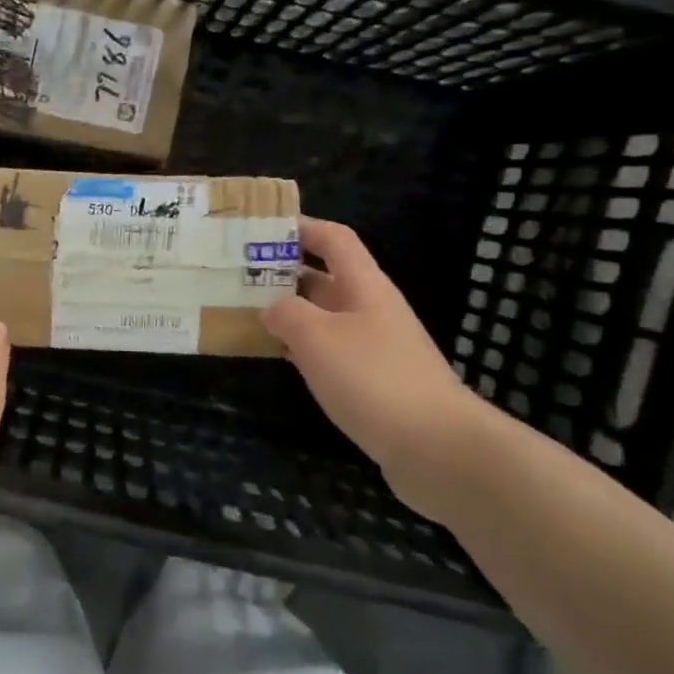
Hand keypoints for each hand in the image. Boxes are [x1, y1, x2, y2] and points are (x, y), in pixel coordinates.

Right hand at [263, 217, 493, 516]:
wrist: (435, 446)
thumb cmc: (373, 378)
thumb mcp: (317, 337)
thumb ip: (287, 313)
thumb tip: (272, 308)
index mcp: (365, 286)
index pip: (335, 239)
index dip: (302, 227)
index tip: (262, 229)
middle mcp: (371, 309)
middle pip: (326, 278)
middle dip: (284, 273)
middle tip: (238, 277)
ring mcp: (374, 346)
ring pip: (324, 317)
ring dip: (289, 313)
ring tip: (245, 314)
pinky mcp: (373, 381)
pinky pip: (330, 352)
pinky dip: (302, 349)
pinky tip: (277, 357)